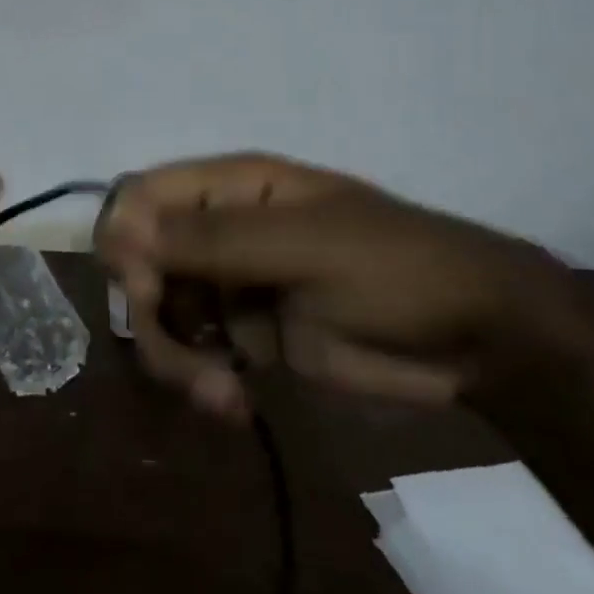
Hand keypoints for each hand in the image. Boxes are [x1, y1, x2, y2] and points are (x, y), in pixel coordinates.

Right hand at [95, 153, 586, 420]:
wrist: (474, 338)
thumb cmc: (392, 268)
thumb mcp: (303, 245)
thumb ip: (211, 238)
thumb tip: (119, 227)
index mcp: (232, 188)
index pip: (141, 197)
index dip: (124, 238)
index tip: (142, 288)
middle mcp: (220, 231)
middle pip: (140, 262)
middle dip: (149, 312)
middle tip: (185, 353)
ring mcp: (232, 286)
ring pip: (161, 315)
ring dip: (174, 357)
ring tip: (218, 394)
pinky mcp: (248, 337)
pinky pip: (195, 354)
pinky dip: (201, 381)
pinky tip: (235, 405)